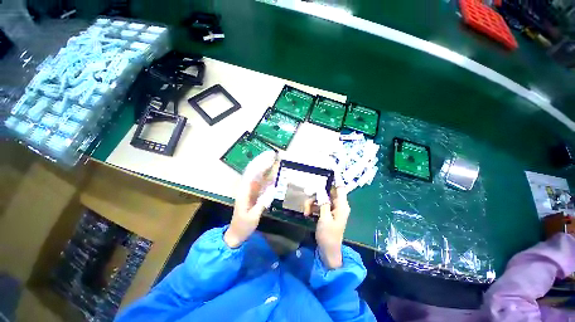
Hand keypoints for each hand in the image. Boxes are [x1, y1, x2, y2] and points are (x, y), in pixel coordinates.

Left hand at [224, 151, 277, 247]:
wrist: (236, 233)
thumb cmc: (243, 226)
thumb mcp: (253, 216)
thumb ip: (262, 202)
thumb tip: (273, 189)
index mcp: (244, 192)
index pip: (252, 174)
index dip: (260, 165)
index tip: (269, 158)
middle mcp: (246, 188)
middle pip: (254, 172)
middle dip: (263, 162)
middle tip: (273, 155)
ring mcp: (250, 191)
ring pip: (258, 176)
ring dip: (265, 168)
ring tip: (274, 160)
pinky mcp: (254, 194)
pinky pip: (261, 183)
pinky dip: (267, 177)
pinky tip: (273, 173)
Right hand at [304, 186, 349, 268]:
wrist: (328, 251)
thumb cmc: (328, 235)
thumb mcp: (325, 218)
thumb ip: (323, 203)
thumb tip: (321, 189)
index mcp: (342, 205)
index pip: (340, 188)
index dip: (335, 179)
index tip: (328, 170)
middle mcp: (338, 205)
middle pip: (327, 192)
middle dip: (317, 194)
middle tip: (307, 196)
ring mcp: (332, 209)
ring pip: (321, 198)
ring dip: (312, 202)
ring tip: (306, 211)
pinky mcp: (327, 213)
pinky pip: (319, 205)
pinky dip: (313, 207)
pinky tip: (307, 213)